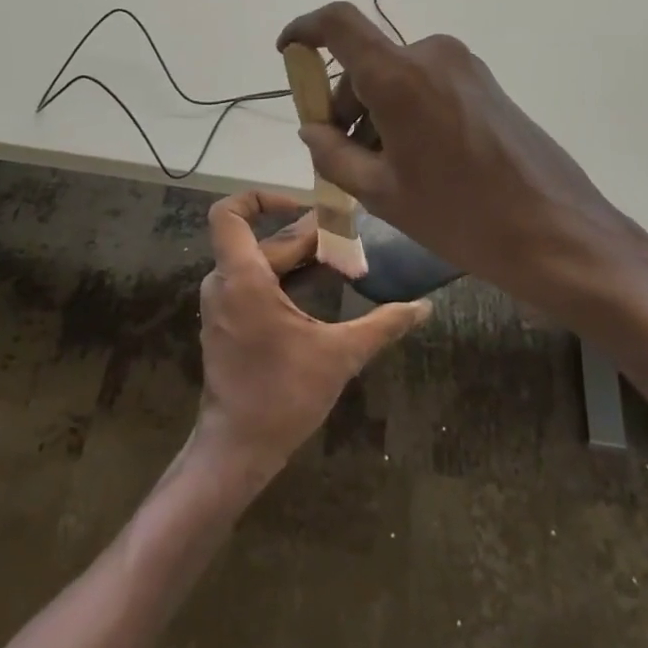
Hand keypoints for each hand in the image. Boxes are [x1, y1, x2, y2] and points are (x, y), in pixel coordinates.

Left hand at [193, 190, 428, 480]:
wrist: (237, 449)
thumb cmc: (283, 396)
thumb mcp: (339, 356)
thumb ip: (382, 325)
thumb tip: (424, 307)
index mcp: (243, 279)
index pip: (229, 213)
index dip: (261, 198)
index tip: (304, 208)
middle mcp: (225, 283)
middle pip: (263, 240)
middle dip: (306, 236)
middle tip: (350, 238)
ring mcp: (222, 304)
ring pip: (258, 261)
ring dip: (297, 257)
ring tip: (341, 259)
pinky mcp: (227, 322)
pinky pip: (253, 282)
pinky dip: (283, 277)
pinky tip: (319, 287)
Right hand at [276, 3, 647, 320]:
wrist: (556, 231)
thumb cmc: (460, 214)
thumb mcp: (382, 192)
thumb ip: (333, 153)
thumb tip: (311, 127)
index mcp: (399, 75)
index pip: (337, 22)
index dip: (304, 29)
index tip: (287, 54)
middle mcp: (431, 55)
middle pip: (366, 62)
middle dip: (344, 103)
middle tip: (342, 156)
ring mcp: (464, 66)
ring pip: (396, 76)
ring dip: (376, 112)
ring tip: (383, 170)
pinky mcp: (485, 83)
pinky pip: (426, 84)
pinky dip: (405, 111)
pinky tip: (416, 161)